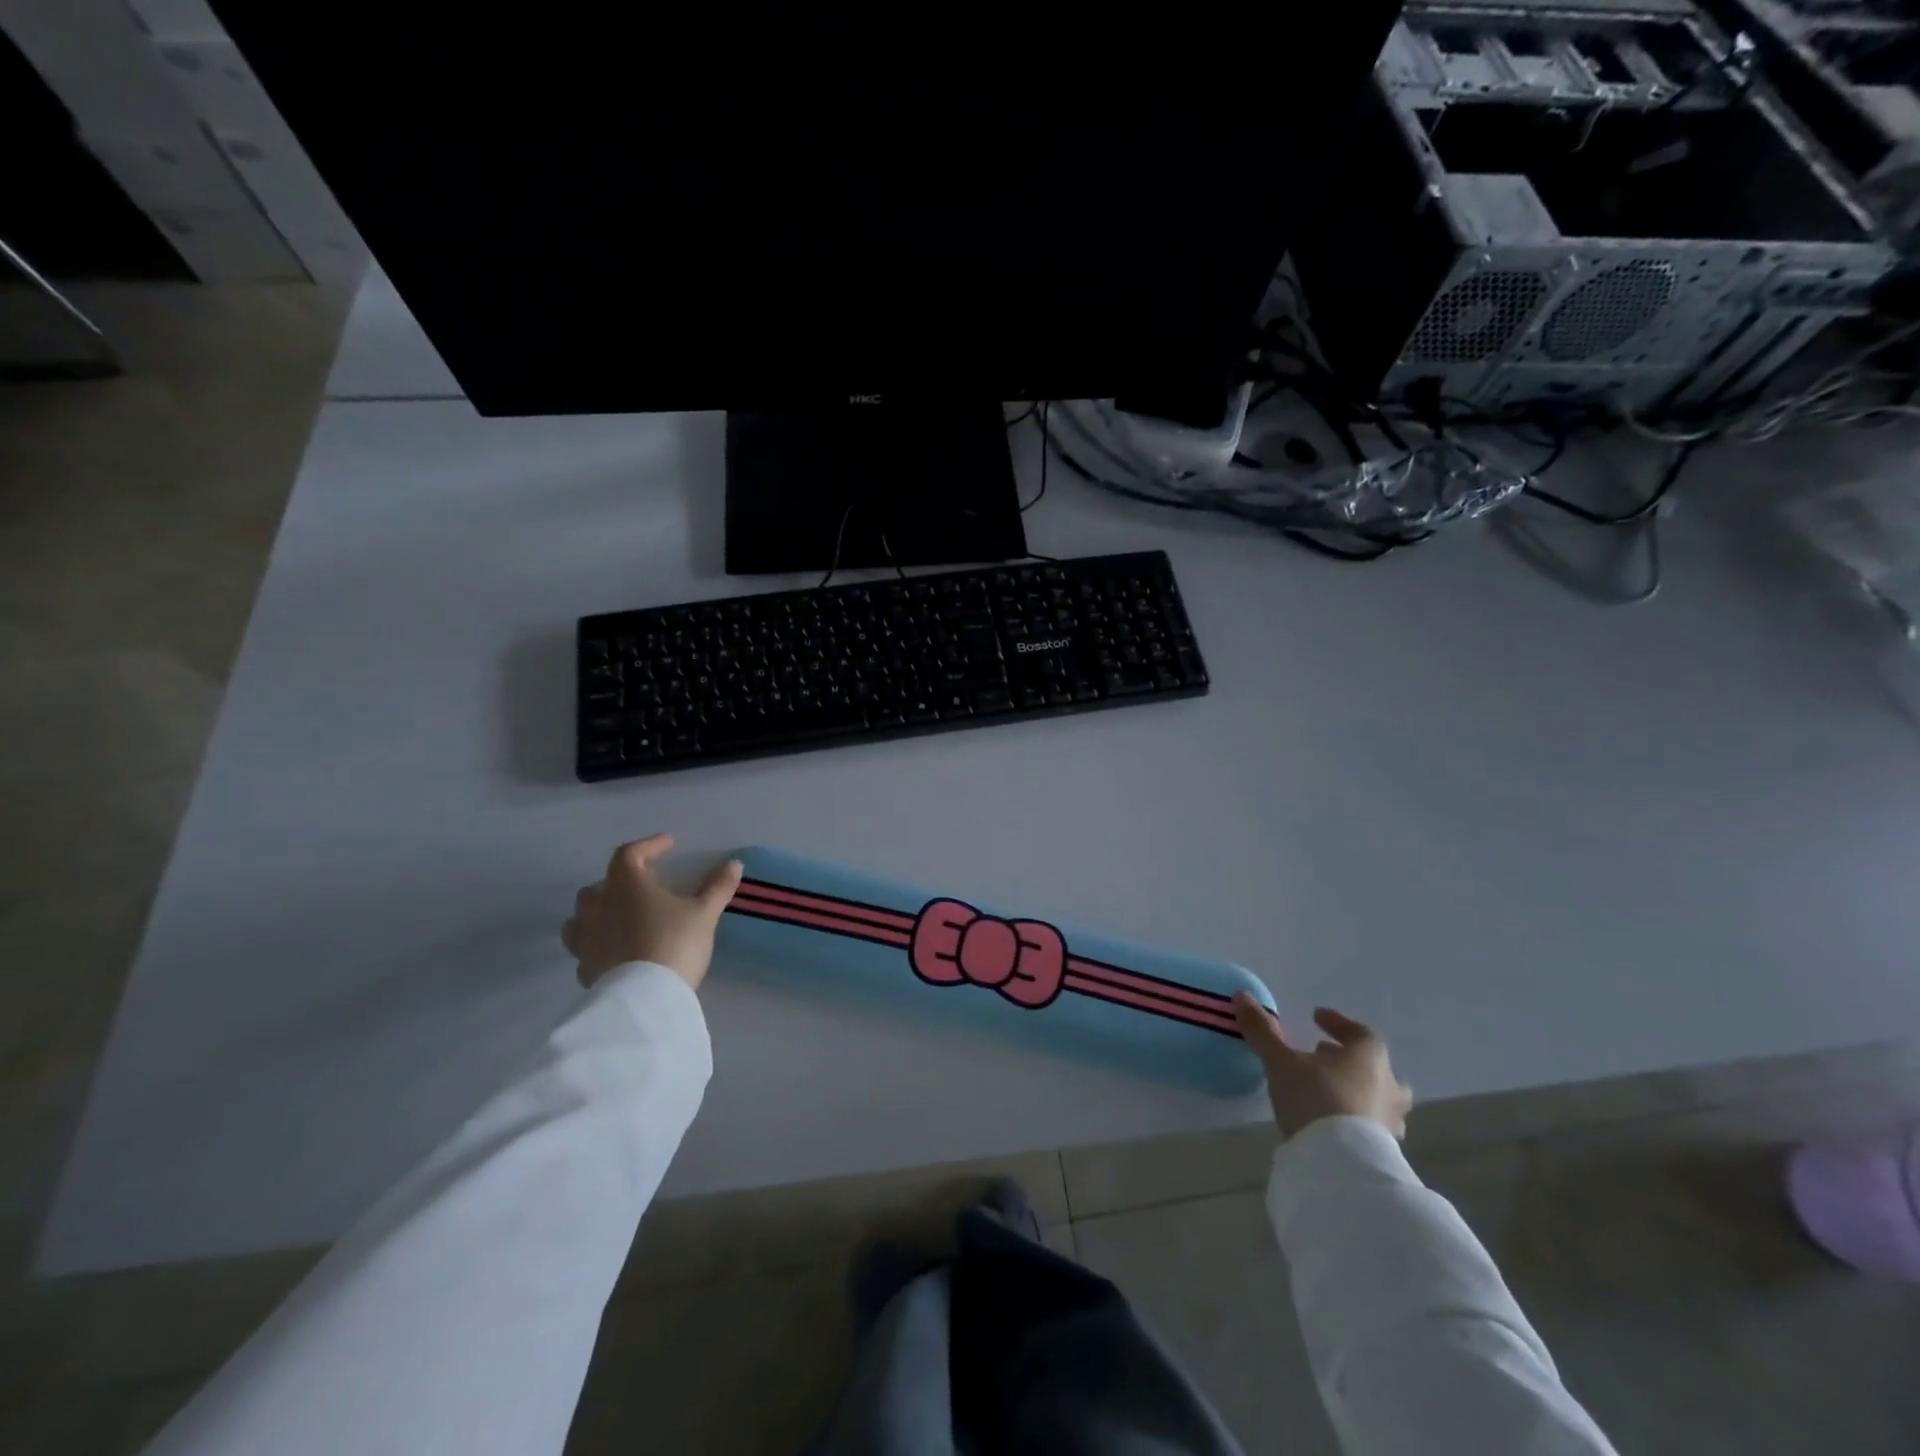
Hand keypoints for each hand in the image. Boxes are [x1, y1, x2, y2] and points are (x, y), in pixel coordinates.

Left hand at [563, 834, 743, 990]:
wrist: (644, 1000)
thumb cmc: (674, 944)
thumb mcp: (704, 914)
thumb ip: (717, 887)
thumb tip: (735, 864)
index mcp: (626, 886)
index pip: (629, 854)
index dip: (648, 846)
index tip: (668, 845)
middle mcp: (599, 908)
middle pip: (599, 885)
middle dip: (619, 881)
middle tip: (643, 885)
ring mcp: (586, 940)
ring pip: (582, 918)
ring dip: (600, 912)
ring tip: (621, 918)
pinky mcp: (585, 969)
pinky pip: (586, 949)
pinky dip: (599, 944)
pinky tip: (616, 952)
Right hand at [1232, 994, 1412, 1138]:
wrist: (1342, 1164)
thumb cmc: (1316, 1098)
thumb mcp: (1281, 1061)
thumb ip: (1263, 1030)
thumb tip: (1242, 996)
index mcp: (1368, 1057)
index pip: (1360, 1032)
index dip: (1338, 1023)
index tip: (1316, 1017)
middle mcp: (1387, 1086)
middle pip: (1376, 1067)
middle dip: (1351, 1061)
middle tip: (1324, 1057)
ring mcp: (1390, 1121)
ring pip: (1377, 1098)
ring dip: (1355, 1091)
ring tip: (1326, 1091)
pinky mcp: (1384, 1152)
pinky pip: (1371, 1126)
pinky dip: (1354, 1118)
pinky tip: (1330, 1122)